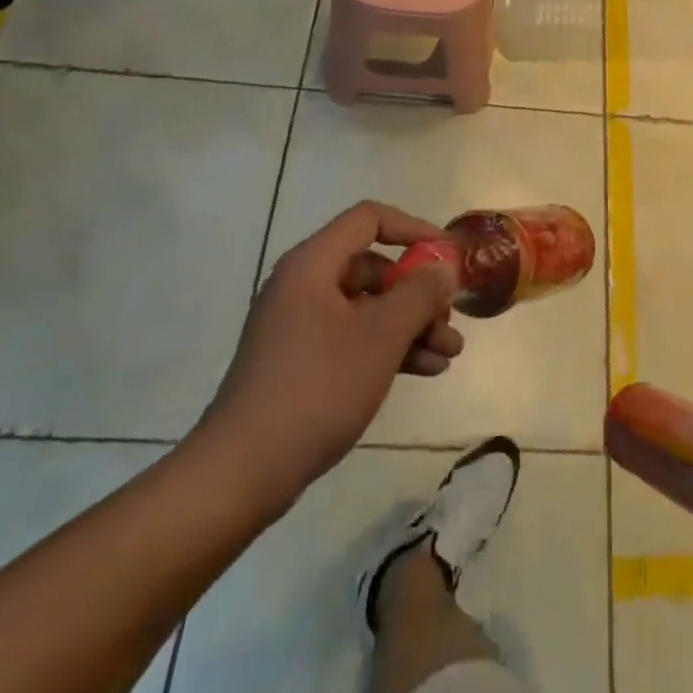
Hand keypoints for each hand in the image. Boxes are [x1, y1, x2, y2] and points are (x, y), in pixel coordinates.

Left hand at [192, 203, 462, 510]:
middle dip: (419, 293)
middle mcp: (303, 286)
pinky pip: (353, 338)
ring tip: (450, 354)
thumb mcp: (380, 337)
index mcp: (312, 265)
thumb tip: (443, 268)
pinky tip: (426, 370)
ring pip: (368, 308)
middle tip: (450, 319)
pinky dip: (388, 348)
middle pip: (373, 268)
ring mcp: (300, 326)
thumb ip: (419, 294)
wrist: (241, 472)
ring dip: (412, 325)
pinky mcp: (300, 362)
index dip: (413, 229)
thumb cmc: (316, 389)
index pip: (369, 219)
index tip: (448, 254)